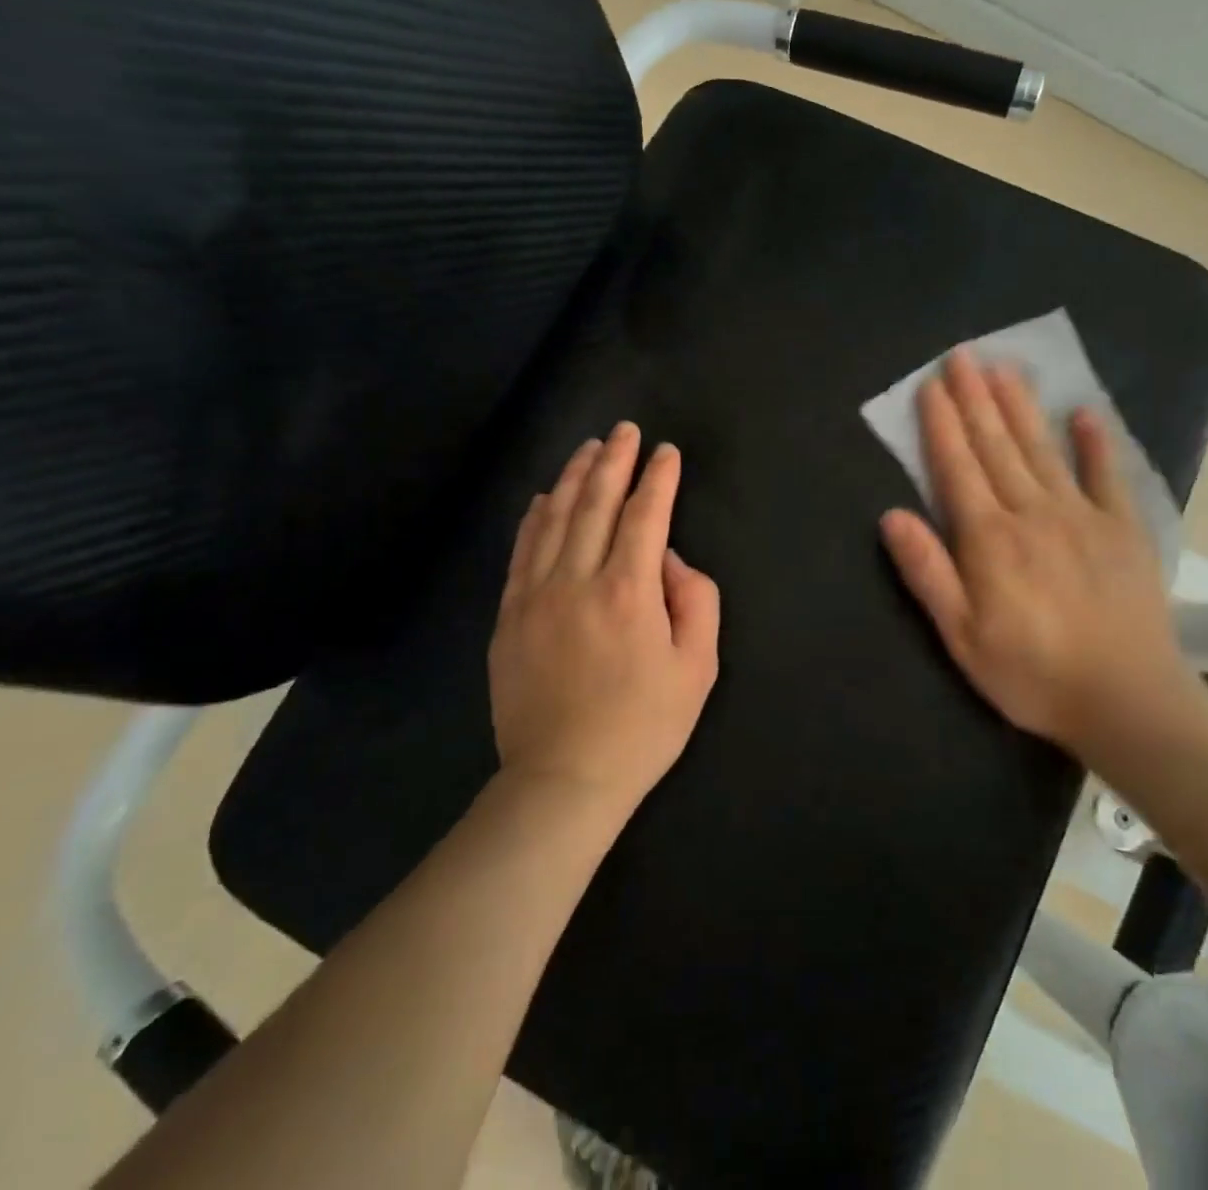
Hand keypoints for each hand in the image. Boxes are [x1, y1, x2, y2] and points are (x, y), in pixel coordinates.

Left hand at [488, 423, 720, 818]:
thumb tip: (672, 561)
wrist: (564, 778)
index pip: (645, 516)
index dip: (658, 479)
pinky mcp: (509, 616)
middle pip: (594, 504)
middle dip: (613, 461)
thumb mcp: (698, 668)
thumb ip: (697, 601)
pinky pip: (521, 552)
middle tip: (624, 430)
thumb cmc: (643, 726)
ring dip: (572, 478)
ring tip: (588, 449)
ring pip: (552, 519)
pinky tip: (542, 498)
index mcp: (628, 592)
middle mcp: (577, 581)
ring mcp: (535, 596)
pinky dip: (534, 518)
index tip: (666, 451)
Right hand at [878, 350, 1195, 757]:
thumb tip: (891, 515)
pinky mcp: (1123, 529)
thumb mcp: (962, 636)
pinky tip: (1085, 413)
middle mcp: (1032, 512)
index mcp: (988, 538)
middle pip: (997, 445)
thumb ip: (927, 572)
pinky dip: (1096, 442)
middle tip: (962, 355)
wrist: (1126, 699)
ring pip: (1042, 449)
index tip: (931, 385)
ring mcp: (1082, 515)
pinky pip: (1107, 475)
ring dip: (1021, 406)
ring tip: (1005, 368)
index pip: (958, 467)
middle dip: (976, 398)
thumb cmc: (1031, 673)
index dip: (942, 425)